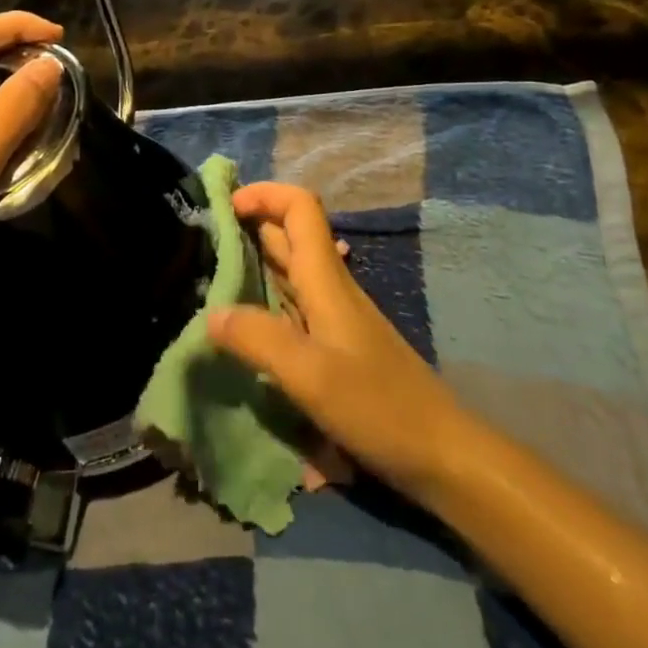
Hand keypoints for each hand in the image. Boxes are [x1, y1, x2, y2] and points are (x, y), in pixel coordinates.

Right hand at [209, 182, 471, 500]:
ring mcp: (335, 315)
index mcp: (325, 279)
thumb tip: (211, 314)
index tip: (226, 205)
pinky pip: (294, 303)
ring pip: (291, 269)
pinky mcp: (337, 343)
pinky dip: (267, 297)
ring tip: (213, 276)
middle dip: (250, 224)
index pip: (300, 207)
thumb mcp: (311, 376)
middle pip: (291, 233)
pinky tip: (247, 323)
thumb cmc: (379, 406)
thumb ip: (259, 340)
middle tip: (205, 240)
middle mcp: (330, 286)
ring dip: (255, 261)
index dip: (265, 194)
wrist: (442, 452)